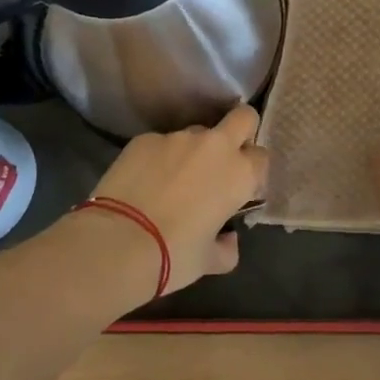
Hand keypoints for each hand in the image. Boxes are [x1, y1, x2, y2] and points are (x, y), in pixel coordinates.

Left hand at [83, 102, 269, 294]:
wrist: (117, 244)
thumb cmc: (174, 255)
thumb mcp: (209, 262)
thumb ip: (227, 248)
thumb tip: (228, 240)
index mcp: (239, 174)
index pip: (261, 157)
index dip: (252, 171)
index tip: (240, 188)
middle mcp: (214, 146)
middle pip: (242, 117)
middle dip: (240, 130)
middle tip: (224, 159)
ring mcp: (177, 137)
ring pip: (196, 133)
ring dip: (193, 150)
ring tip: (172, 180)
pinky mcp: (145, 138)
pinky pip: (160, 144)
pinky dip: (158, 158)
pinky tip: (143, 182)